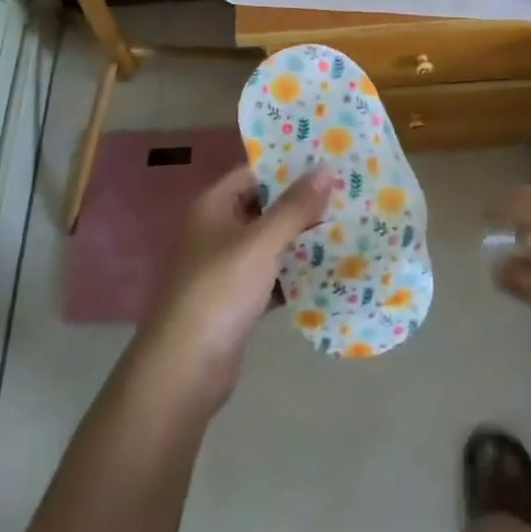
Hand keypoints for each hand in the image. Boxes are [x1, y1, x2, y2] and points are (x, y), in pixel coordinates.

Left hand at [134, 164, 335, 412]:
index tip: (328, 161)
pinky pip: (270, 276)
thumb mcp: (261, 243)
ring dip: (301, 239)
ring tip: (346, 227)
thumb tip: (326, 168)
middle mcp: (216, 230)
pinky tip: (328, 272)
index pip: (254, 173)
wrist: (184, 370)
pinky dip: (293, 274)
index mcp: (213, 206)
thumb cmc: (219, 291)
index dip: (289, 166)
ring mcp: (225, 267)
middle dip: (301, 203)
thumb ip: (295, 207)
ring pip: (269, 243)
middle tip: (346, 194)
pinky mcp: (235, 301)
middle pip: (264, 207)